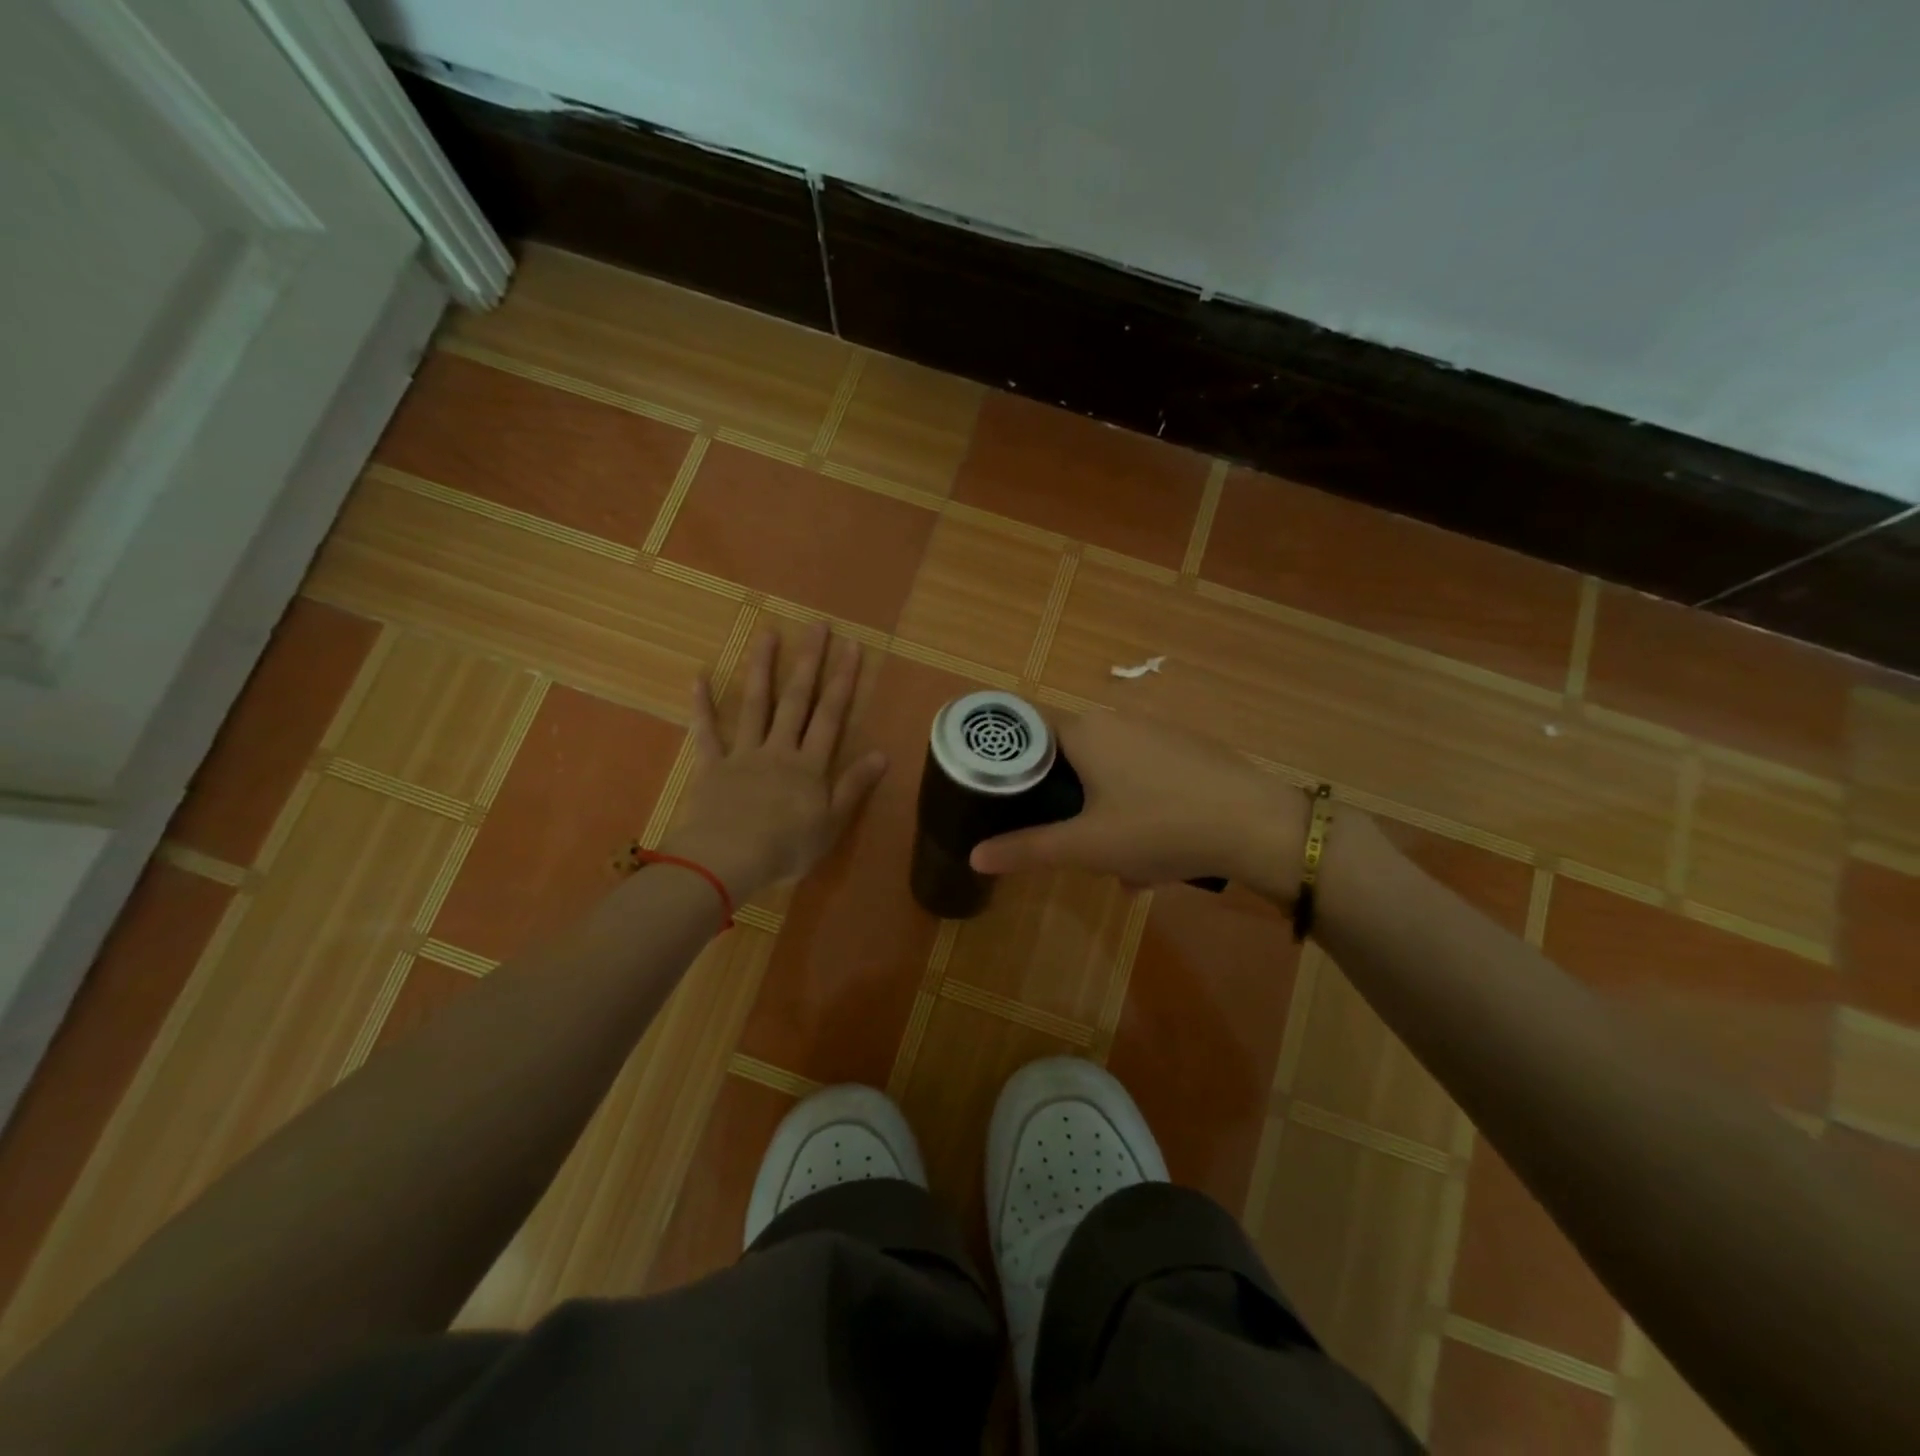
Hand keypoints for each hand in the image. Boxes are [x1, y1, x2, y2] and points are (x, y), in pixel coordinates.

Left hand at [661, 623, 886, 901]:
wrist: (728, 860)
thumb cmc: (786, 848)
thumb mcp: (832, 823)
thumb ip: (854, 786)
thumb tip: (882, 754)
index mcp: (809, 765)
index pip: (831, 715)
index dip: (843, 680)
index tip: (851, 647)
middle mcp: (779, 749)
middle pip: (797, 700)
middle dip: (809, 662)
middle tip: (817, 626)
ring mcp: (743, 754)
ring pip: (756, 705)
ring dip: (762, 668)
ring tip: (768, 633)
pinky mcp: (712, 767)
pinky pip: (707, 733)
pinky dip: (702, 706)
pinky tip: (699, 678)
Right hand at [968, 713, 1307, 895]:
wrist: (1257, 826)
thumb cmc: (1159, 827)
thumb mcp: (1087, 847)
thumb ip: (1027, 849)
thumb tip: (973, 857)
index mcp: (1084, 731)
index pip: (1028, 732)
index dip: (1011, 764)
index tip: (1004, 800)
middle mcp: (1117, 719)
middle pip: (1069, 757)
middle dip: (1066, 803)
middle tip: (1071, 844)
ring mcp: (1156, 731)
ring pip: (1109, 772)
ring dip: (1104, 814)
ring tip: (1122, 865)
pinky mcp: (1187, 748)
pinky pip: (1144, 775)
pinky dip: (1138, 808)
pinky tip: (1158, 854)